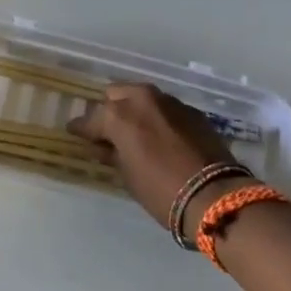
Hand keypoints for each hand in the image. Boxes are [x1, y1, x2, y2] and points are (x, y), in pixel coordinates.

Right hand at [69, 83, 239, 230]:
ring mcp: (170, 102)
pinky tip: (161, 137)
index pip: (90, 119)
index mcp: (119, 114)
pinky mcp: (192, 111)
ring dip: (136, 112)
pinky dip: (158, 119)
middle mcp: (142, 99)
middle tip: (109, 132)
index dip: (81, 129)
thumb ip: (112, 154)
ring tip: (136, 133)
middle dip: (110, 111)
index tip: (75, 134)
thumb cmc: (161, 190)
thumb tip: (104, 146)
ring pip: (142, 98)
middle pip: (116, 95)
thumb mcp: (128, 176)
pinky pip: (165, 109)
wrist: (215, 195)